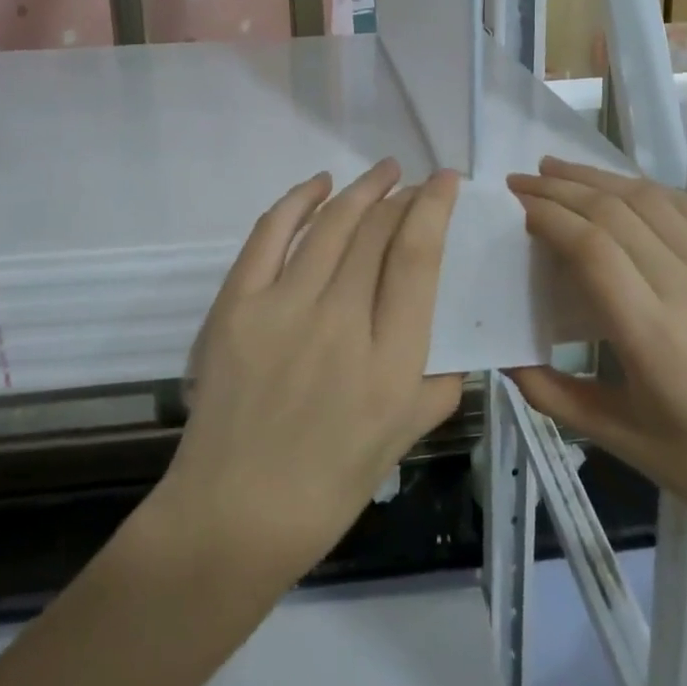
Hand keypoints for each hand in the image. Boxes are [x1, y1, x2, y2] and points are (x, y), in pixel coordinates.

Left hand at [156, 160, 463, 583]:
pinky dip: (297, 199)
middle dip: (402, 196)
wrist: (234, 514)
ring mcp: (284, 309)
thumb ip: (440, 382)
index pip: (418, 257)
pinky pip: (271, 234)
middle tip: (414, 184)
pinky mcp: (237, 306)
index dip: (434, 207)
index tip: (445, 181)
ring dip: (362, 189)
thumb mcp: (405, 439)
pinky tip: (319, 183)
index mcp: (391, 360)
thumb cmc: (328, 485)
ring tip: (383, 171)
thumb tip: (452, 337)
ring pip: (331, 224)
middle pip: (377, 231)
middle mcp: (342, 322)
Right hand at [506, 158, 686, 563]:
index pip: (592, 249)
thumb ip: (549, 393)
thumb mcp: (615, 438)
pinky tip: (622, 187)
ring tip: (559, 168)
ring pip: (652, 199)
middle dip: (562, 187)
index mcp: (653, 338)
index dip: (550, 216)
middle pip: (616, 212)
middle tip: (523, 179)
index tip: (518, 205)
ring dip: (600, 177)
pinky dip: (648, 189)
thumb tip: (502, 354)